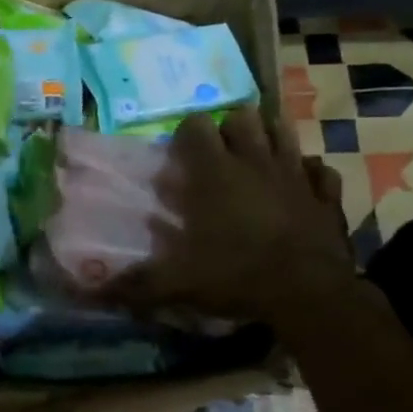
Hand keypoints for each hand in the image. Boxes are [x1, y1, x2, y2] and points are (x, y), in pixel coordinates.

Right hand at [115, 108, 357, 327]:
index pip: (197, 125)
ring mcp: (296, 174)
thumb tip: (86, 290)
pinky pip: (319, 168)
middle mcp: (255, 161)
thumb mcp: (177, 283)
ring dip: (268, 139)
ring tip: (255, 162)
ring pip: (284, 132)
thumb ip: (133, 283)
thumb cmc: (237, 276)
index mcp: (215, 172)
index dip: (186, 134)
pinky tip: (297, 188)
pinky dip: (308, 173)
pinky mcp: (327, 194)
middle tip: (218, 156)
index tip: (180, 157)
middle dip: (229, 128)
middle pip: (243, 117)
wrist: (310, 295)